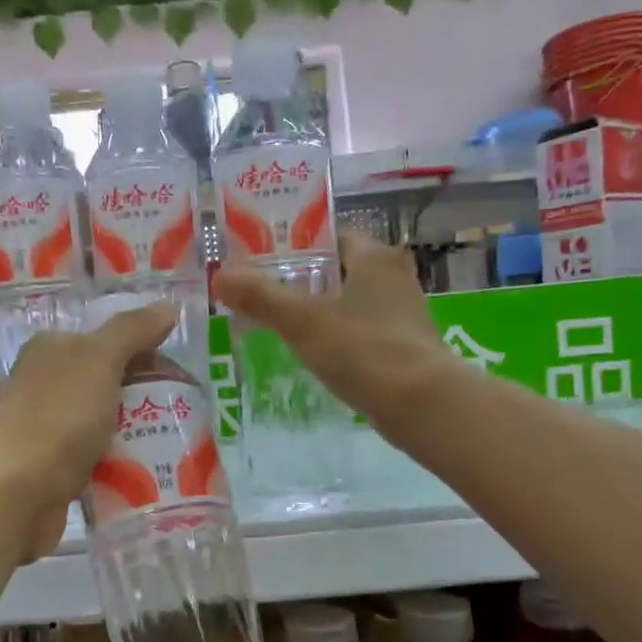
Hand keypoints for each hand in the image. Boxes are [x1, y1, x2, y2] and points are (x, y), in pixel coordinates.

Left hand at [0, 302, 176, 561]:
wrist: (15, 493)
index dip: (148, 351)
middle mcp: (47, 383)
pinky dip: (122, 461)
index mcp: (53, 349)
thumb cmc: (58, 417)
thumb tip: (168, 307)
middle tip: (188, 413)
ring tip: (178, 445)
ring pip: (108, 421)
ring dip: (138, 432)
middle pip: (111, 381)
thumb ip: (133, 331)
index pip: (109, 339)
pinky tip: (150, 470)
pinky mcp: (56, 467)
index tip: (183, 376)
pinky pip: (100, 457)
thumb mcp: (99, 360)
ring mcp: (50, 427)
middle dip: (148, 396)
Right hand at [212, 234, 449, 435]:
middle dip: (304, 282)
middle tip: (263, 295)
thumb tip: (220, 275)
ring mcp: (402, 315)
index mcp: (375, 257)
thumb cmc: (363, 349)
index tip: (263, 262)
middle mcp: (394, 277)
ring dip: (320, 312)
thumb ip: (261, 297)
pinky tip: (314, 355)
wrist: (421, 404)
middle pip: (339, 271)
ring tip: (279, 325)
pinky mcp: (404, 348)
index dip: (297, 247)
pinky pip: (361, 333)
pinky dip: (338, 339)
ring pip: (350, 304)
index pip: (331, 237)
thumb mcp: (302, 321)